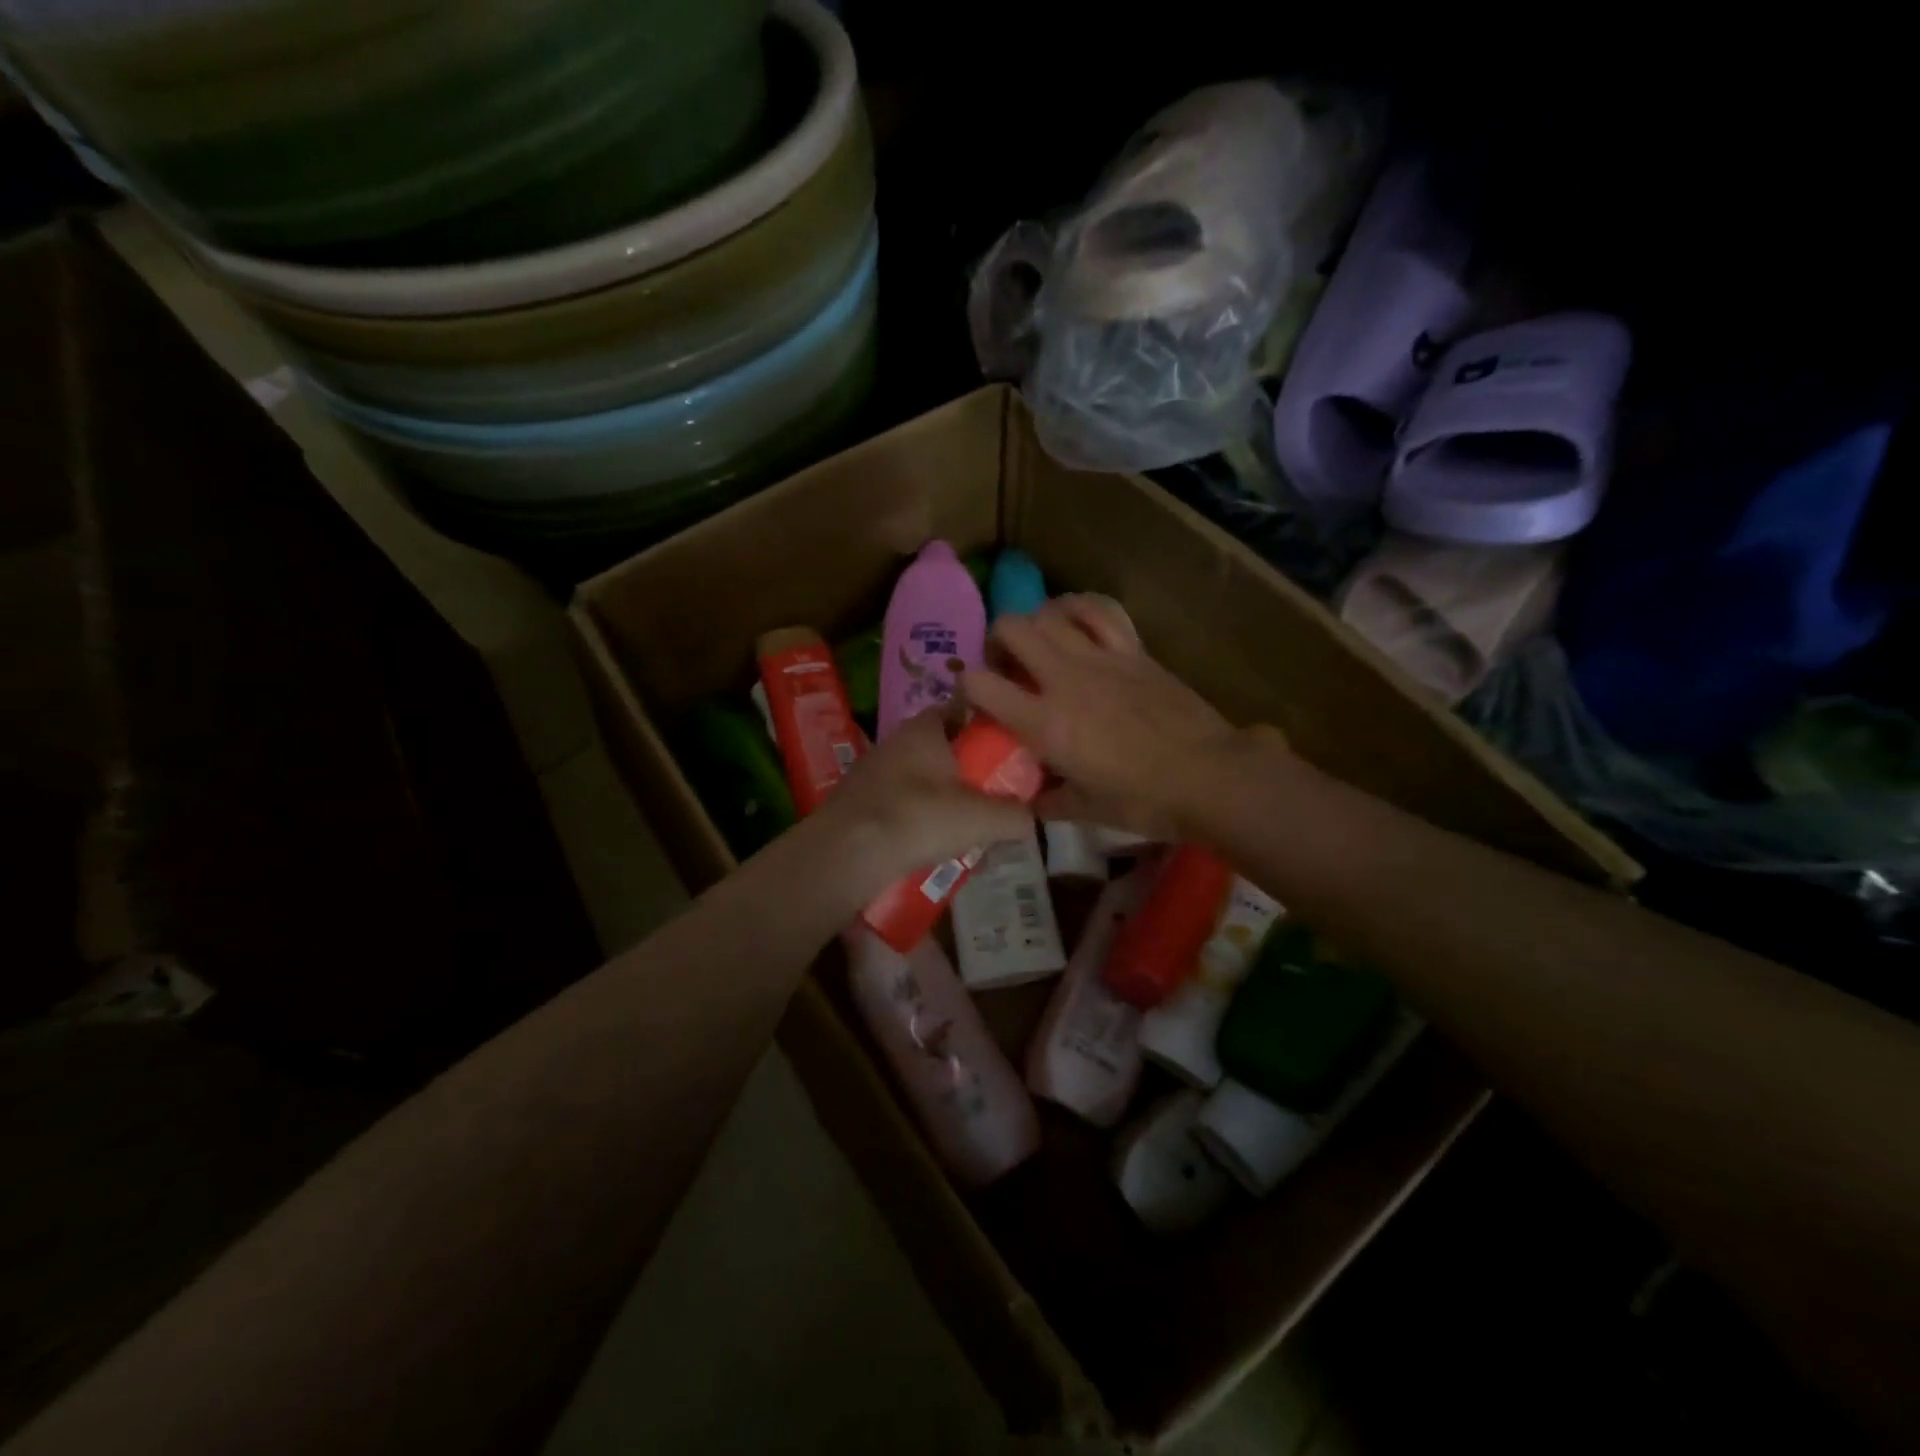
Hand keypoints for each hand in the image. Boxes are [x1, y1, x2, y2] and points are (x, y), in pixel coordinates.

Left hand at [812, 710, 1033, 894]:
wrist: (845, 854)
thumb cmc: (918, 818)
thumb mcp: (982, 818)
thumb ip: (1015, 815)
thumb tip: (1032, 818)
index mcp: (925, 728)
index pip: (963, 709)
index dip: (988, 726)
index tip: (1009, 749)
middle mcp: (896, 741)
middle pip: (943, 747)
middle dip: (967, 769)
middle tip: (993, 794)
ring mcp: (872, 772)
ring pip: (920, 778)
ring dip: (942, 797)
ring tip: (966, 826)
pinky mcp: (858, 803)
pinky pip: (900, 804)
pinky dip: (917, 818)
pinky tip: (930, 844)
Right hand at [964, 595, 1243, 840]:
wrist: (1210, 776)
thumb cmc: (1144, 800)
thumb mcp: (1087, 810)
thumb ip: (1050, 802)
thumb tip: (1033, 801)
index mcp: (1044, 722)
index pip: (980, 684)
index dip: (966, 687)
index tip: (976, 701)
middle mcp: (1064, 679)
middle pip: (1010, 627)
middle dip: (996, 641)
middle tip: (1007, 665)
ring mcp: (1101, 657)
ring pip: (1051, 611)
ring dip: (1036, 622)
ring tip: (1041, 643)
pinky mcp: (1134, 650)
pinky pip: (1100, 610)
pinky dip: (1080, 608)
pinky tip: (1076, 621)